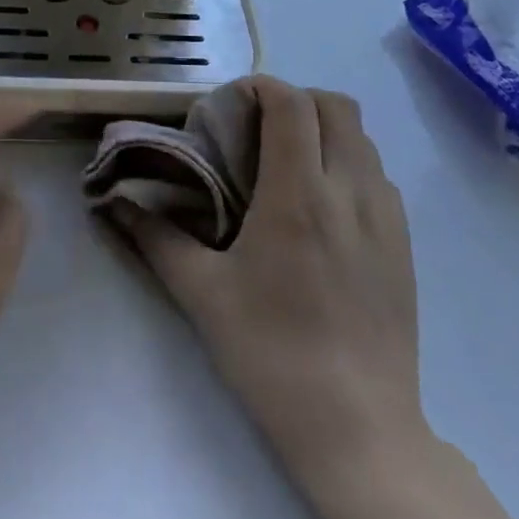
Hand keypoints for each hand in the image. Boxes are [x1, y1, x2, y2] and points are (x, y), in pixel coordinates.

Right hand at [109, 76, 429, 502]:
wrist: (359, 431)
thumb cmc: (272, 354)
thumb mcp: (202, 294)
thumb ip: (155, 238)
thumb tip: (112, 203)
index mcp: (298, 194)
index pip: (291, 103)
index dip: (260, 87)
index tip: (231, 105)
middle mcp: (349, 191)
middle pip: (335, 106)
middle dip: (295, 100)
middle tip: (259, 129)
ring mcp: (386, 217)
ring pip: (363, 138)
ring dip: (324, 131)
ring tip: (289, 164)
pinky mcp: (405, 244)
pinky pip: (379, 176)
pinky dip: (349, 165)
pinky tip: (323, 207)